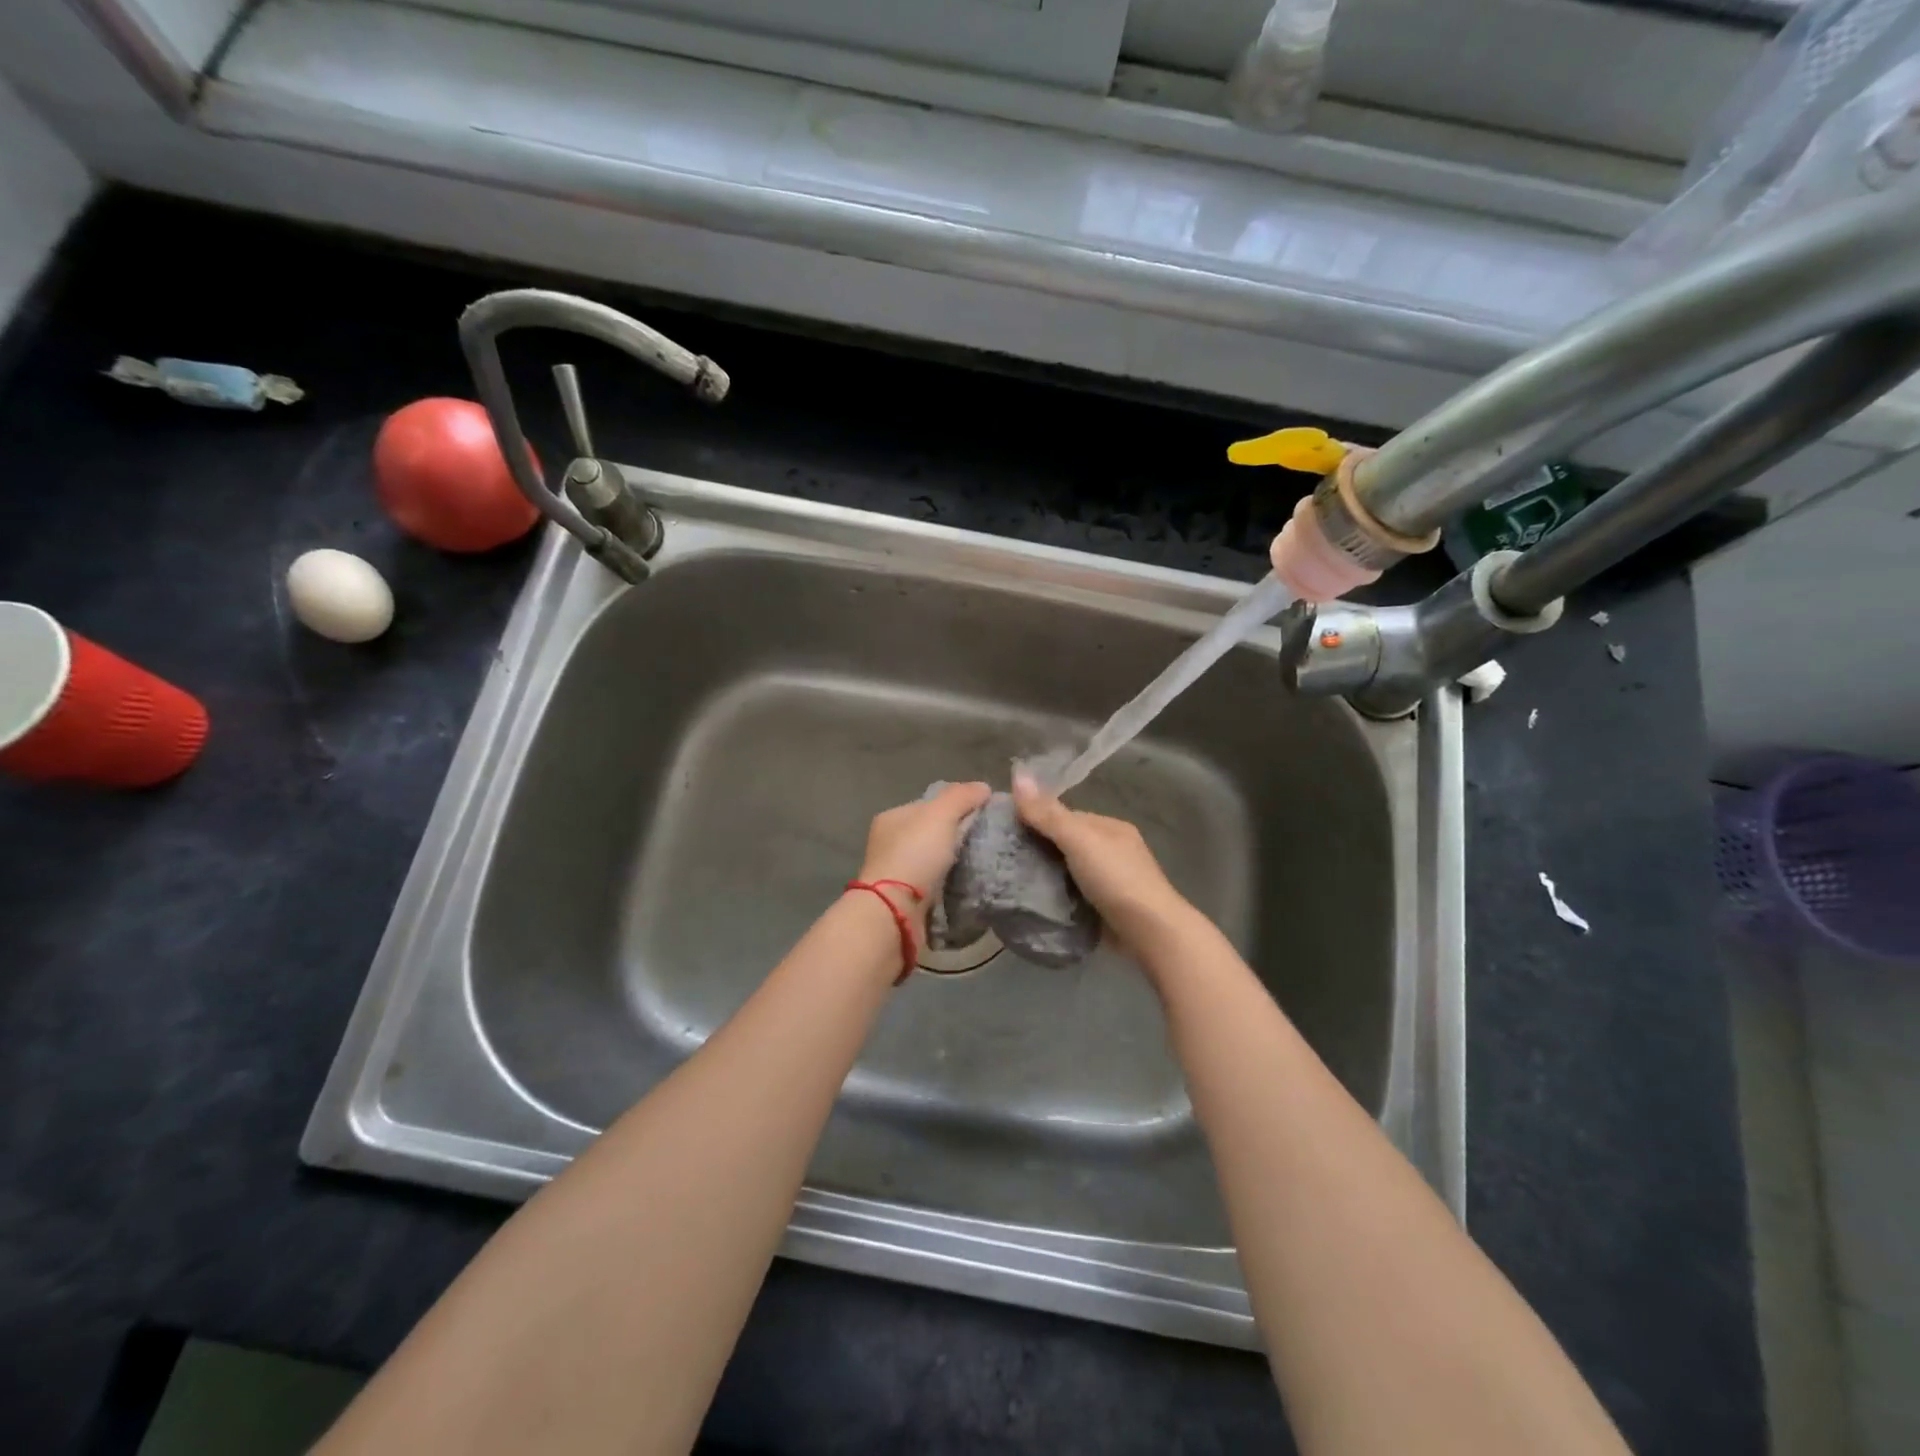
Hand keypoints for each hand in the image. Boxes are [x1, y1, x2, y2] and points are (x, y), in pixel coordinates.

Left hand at [856, 782, 991, 924]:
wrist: (895, 912)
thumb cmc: (914, 855)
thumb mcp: (940, 815)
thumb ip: (962, 796)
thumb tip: (983, 787)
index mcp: (893, 818)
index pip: (930, 805)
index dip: (957, 805)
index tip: (984, 815)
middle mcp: (890, 843)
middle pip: (932, 833)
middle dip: (957, 836)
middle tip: (987, 841)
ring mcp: (896, 873)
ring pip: (934, 860)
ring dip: (955, 862)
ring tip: (983, 864)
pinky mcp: (905, 899)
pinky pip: (935, 884)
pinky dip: (950, 884)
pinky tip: (968, 885)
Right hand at [1012, 774, 1193, 949]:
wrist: (1149, 934)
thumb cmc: (1116, 879)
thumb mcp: (1079, 840)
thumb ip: (1047, 814)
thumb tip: (1017, 774)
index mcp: (1110, 828)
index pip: (1064, 816)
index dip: (1035, 819)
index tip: (1004, 830)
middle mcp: (1110, 852)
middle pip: (1064, 844)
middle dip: (1036, 850)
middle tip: (1001, 859)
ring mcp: (1107, 883)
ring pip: (1065, 872)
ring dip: (1042, 877)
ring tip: (1007, 881)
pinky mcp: (1101, 910)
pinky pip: (1069, 897)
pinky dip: (1052, 898)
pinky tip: (1029, 902)